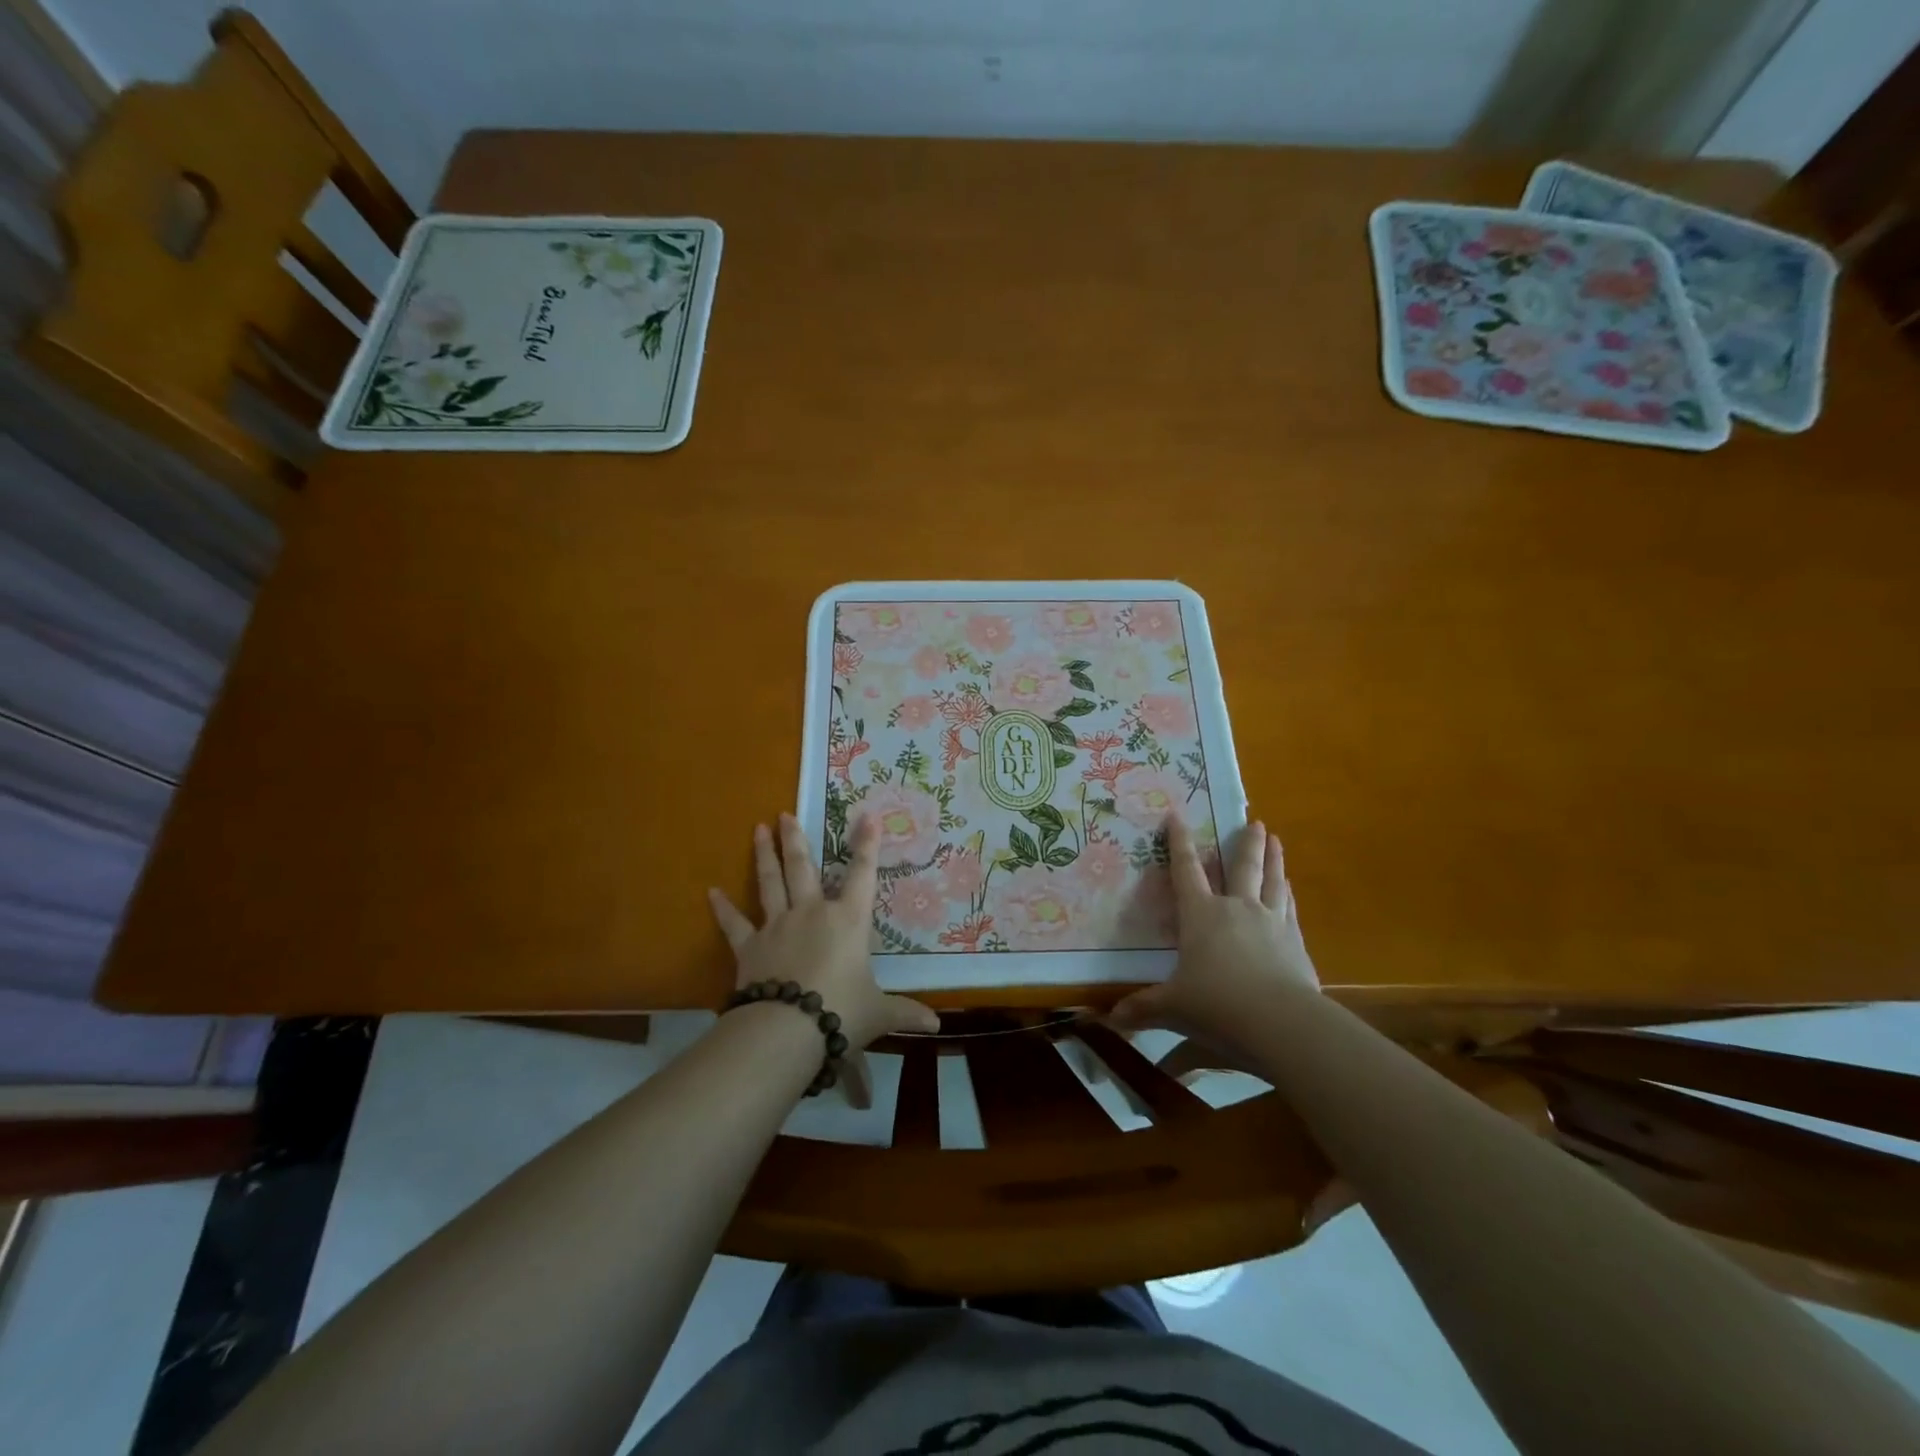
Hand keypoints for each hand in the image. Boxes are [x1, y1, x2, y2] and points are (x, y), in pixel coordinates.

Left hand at [708, 813, 940, 1049]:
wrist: (786, 1030)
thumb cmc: (841, 1012)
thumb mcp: (879, 1013)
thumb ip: (905, 1013)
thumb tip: (937, 1026)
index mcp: (848, 921)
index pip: (862, 875)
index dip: (867, 845)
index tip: (867, 816)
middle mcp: (812, 913)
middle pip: (802, 868)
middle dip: (795, 839)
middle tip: (784, 814)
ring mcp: (777, 926)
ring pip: (770, 883)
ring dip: (764, 855)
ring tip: (758, 829)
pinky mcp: (749, 948)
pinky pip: (734, 924)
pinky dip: (722, 909)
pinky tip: (711, 892)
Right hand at [1109, 815, 1317, 1050]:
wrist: (1281, 1023)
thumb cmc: (1217, 1006)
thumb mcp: (1173, 1008)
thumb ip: (1143, 1007)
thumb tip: (1109, 1016)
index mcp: (1201, 915)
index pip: (1186, 870)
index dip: (1179, 843)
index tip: (1177, 816)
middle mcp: (1236, 909)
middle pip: (1242, 867)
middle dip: (1245, 843)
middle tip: (1254, 821)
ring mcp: (1271, 923)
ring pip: (1272, 881)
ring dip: (1273, 859)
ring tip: (1275, 839)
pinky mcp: (1296, 943)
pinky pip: (1290, 908)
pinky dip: (1288, 894)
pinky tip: (1290, 889)